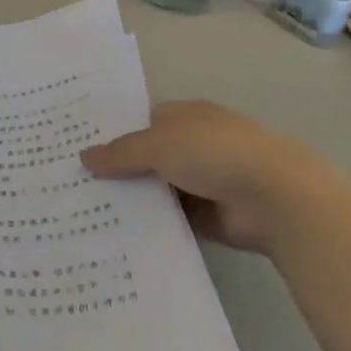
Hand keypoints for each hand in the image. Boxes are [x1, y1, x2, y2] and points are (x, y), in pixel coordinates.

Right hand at [81, 101, 337, 251]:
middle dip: (118, 170)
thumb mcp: (157, 144)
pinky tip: (117, 234)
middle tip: (73, 184)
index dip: (113, 134)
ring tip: (87, 212)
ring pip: (158, 190)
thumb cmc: (215, 153)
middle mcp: (194, 146)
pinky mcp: (210, 218)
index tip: (79, 149)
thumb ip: (120, 152)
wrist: (278, 198)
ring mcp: (203, 183)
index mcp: (185, 116)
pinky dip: (152, 226)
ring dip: (134, 200)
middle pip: (147, 157)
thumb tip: (82, 156)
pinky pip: (172, 220)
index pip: (141, 122)